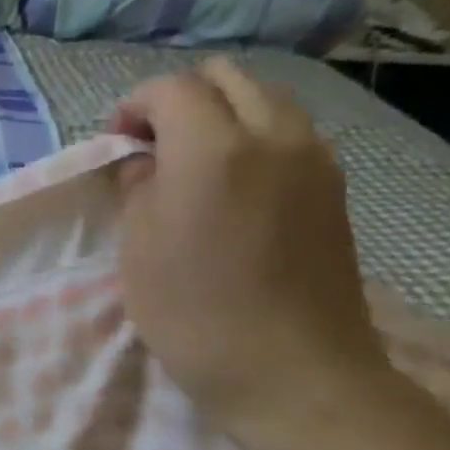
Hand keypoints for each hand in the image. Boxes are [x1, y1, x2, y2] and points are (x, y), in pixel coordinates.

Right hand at [110, 59, 397, 444]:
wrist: (292, 372)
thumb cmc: (195, 313)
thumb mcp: (139, 249)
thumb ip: (137, 189)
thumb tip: (146, 163)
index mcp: (214, 149)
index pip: (170, 89)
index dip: (133, 107)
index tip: (116, 144)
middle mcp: (273, 135)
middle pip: (226, 77)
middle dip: (181, 99)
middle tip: (152, 145)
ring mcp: (314, 158)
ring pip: (265, 99)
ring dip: (222, 114)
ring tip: (193, 164)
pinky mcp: (333, 186)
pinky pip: (290, 132)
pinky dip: (254, 136)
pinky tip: (234, 185)